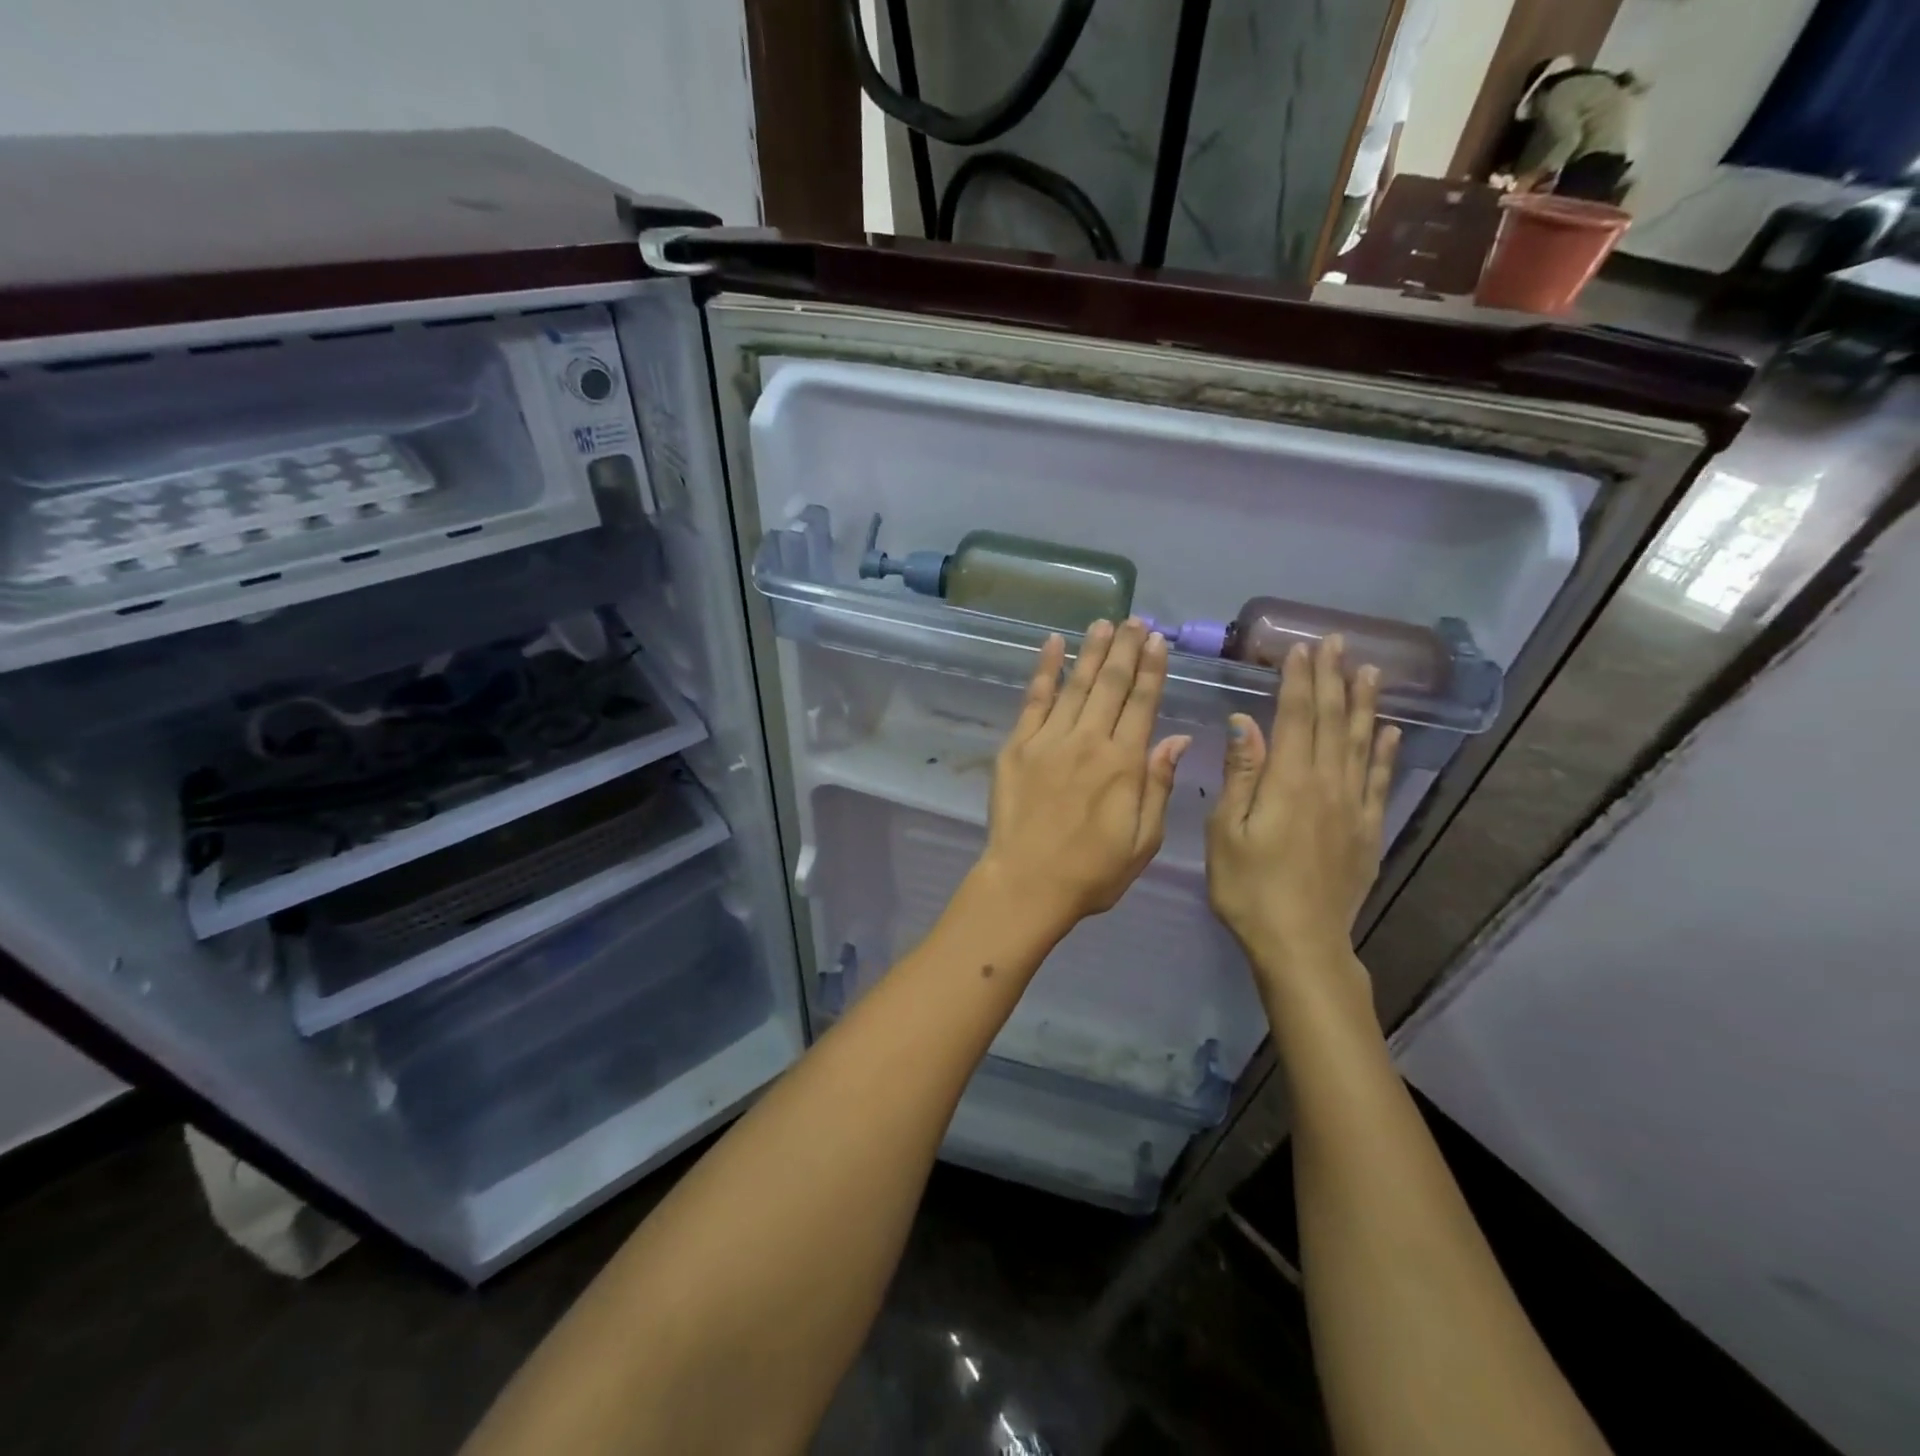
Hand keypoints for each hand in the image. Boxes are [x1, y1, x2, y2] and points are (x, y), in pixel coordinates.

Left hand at [977, 619, 1192, 931]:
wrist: (1026, 884)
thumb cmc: (1092, 872)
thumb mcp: (1144, 840)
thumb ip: (1159, 785)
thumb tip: (1177, 738)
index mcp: (1124, 764)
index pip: (1142, 704)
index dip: (1152, 670)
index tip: (1158, 642)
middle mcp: (1088, 741)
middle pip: (1111, 685)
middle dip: (1125, 649)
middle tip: (1135, 620)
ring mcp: (1048, 740)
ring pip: (1075, 684)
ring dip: (1091, 651)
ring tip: (1104, 623)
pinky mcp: (1017, 746)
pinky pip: (1033, 699)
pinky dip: (1044, 669)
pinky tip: (1052, 644)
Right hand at [1206, 636, 1399, 997]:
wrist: (1301, 943)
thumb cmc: (1249, 888)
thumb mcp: (1226, 832)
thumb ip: (1241, 774)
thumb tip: (1245, 722)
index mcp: (1289, 782)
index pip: (1297, 718)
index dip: (1299, 681)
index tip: (1302, 649)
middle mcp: (1327, 784)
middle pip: (1332, 722)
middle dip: (1333, 679)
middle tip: (1337, 642)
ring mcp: (1353, 807)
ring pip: (1362, 744)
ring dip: (1364, 704)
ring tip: (1370, 670)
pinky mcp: (1367, 830)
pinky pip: (1381, 781)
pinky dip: (1387, 753)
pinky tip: (1390, 732)